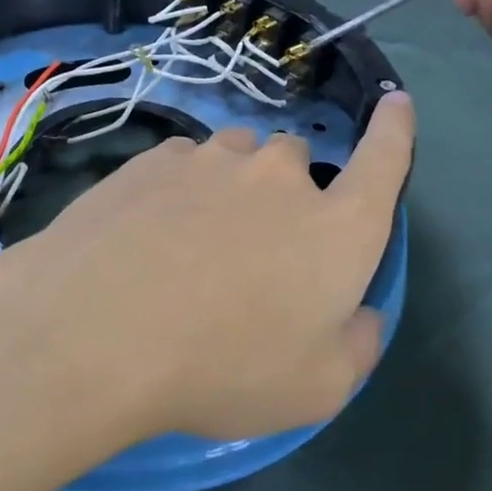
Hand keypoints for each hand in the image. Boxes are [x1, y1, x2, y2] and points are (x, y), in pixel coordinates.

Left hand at [0, 93, 414, 445]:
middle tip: (254, 251)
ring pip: (237, 159)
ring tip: (195, 242)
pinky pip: (184, 164)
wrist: (95, 331)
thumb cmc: (222, 368)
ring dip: (232, 188)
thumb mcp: (315, 389)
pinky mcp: (152, 159)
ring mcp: (211, 159)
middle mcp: (280, 177)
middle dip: (287, 195)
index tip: (396, 102)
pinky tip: (149, 233)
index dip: (395, 131)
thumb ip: (356, 344)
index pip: (384, 162)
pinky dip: (182, 190)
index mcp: (337, 227)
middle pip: (297, 164)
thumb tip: (360, 313)